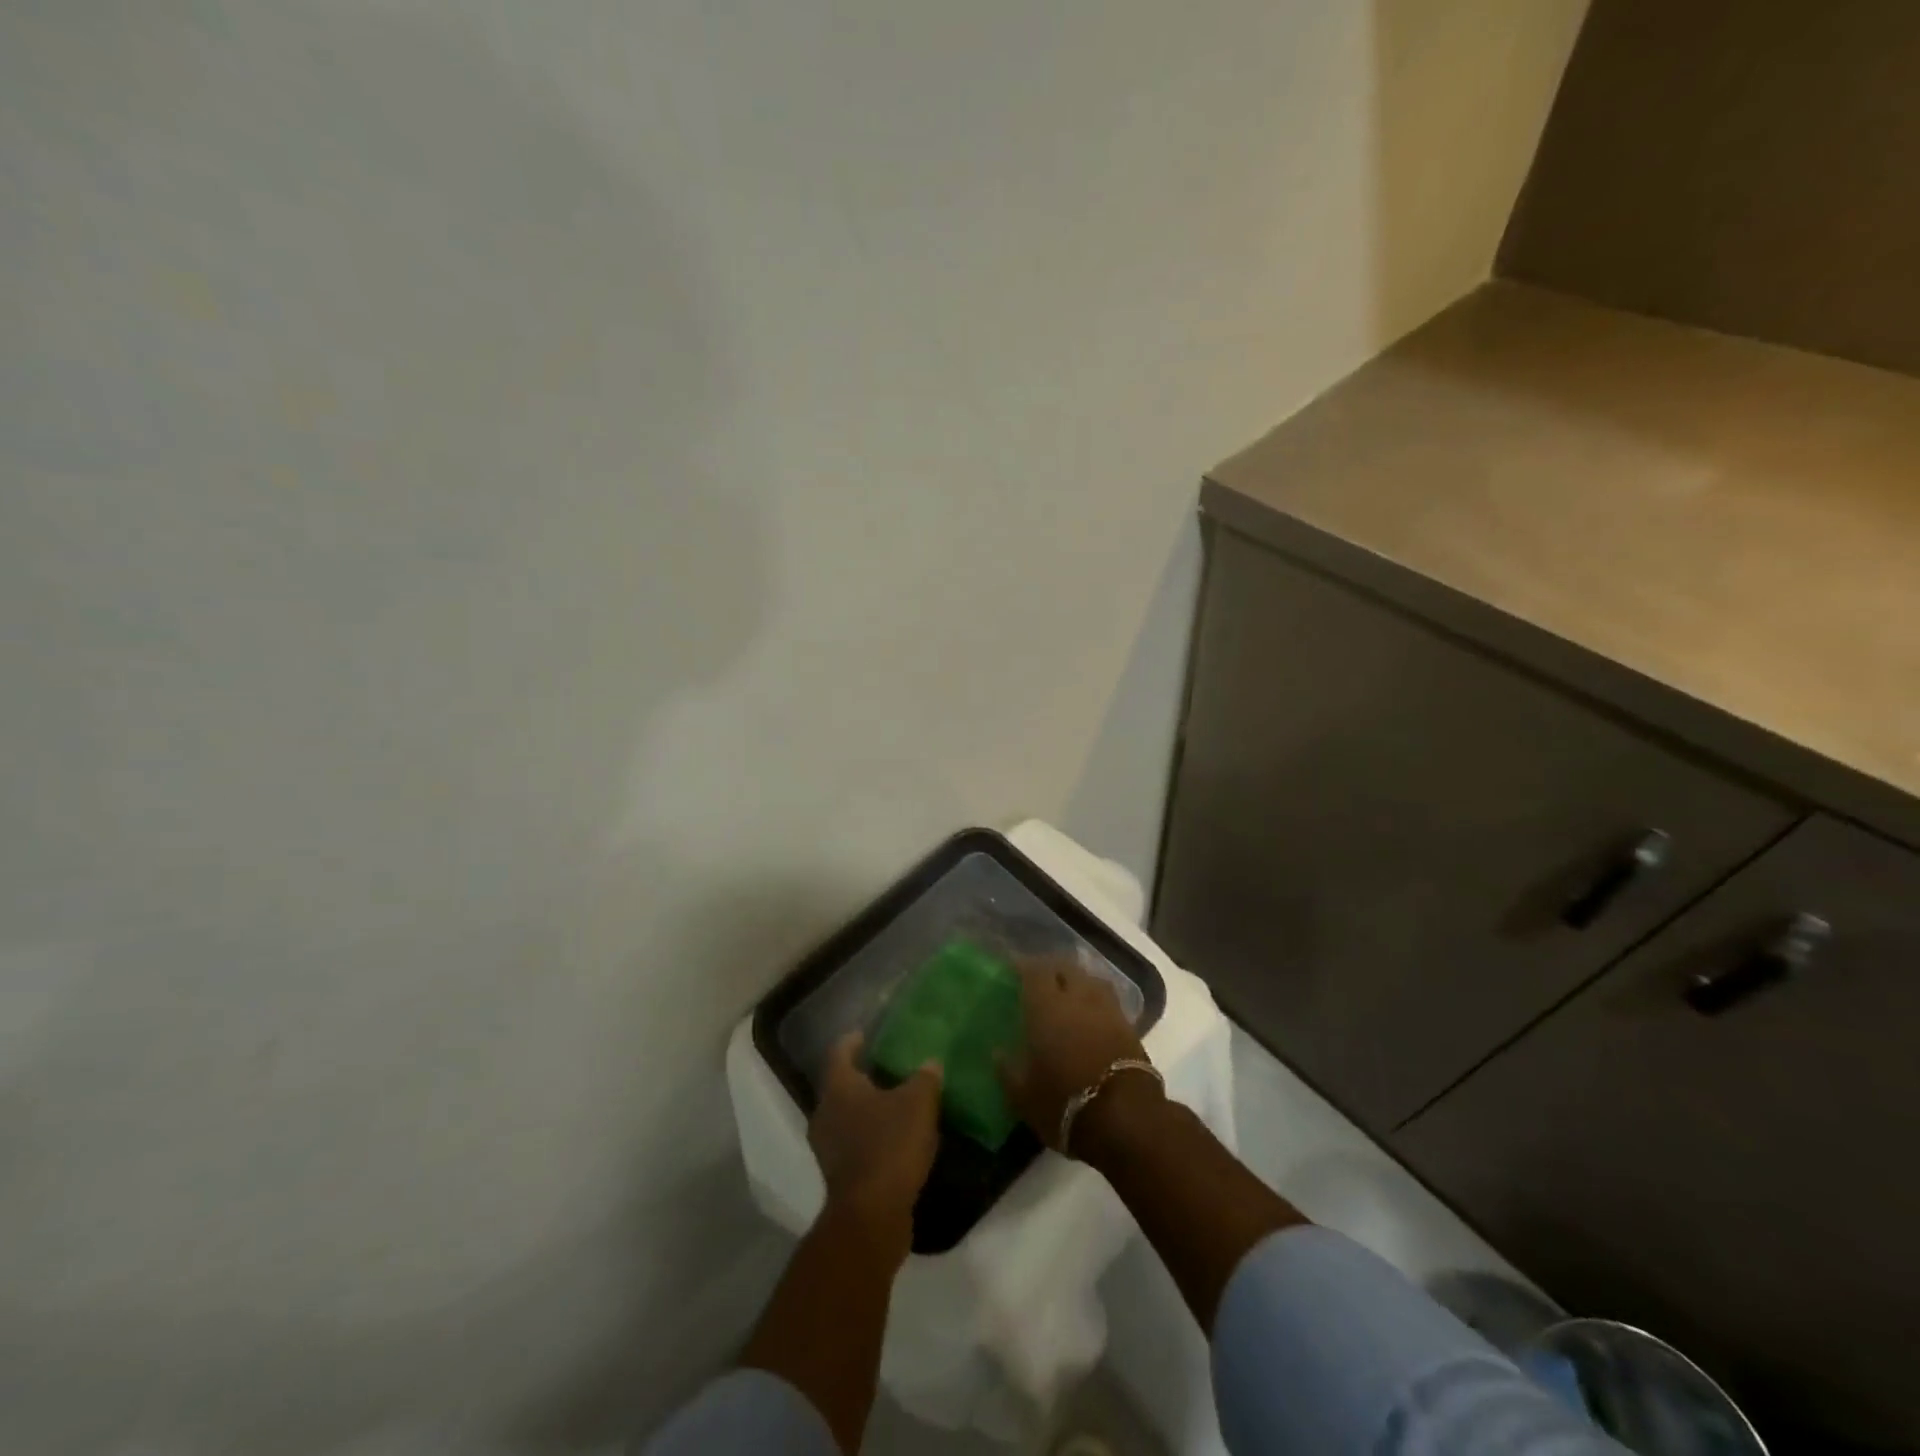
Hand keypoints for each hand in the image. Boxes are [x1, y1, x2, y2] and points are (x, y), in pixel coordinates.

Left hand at [809, 1033, 942, 1231]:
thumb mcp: (919, 1103)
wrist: (872, 1216)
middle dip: (864, 1076)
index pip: (840, 1052)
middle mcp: (826, 1113)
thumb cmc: (890, 1146)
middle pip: (842, 1085)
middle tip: (889, 1067)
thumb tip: (931, 1063)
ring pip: (848, 1116)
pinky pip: (855, 1144)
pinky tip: (896, 1139)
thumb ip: (925, 1078)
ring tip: (897, 1103)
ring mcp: (828, 1148)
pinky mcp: (840, 1176)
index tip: (866, 1034)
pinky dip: (872, 1136)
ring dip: (868, 1109)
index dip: (853, 1041)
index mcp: (839, 1088)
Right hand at [1000, 957, 1157, 1153]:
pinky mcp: (1129, 1026)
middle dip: (1052, 969)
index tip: (1013, 968)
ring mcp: (1107, 1009)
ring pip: (1090, 980)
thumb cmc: (1065, 1103)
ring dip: (1078, 980)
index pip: (1034, 971)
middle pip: (1065, 968)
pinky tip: (1090, 1014)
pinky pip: (1108, 1000)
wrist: (1126, 1119)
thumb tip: (997, 1052)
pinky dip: (1096, 1000)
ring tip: (1068, 992)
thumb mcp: (1023, 1096)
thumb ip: (1008, 1070)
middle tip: (1039, 980)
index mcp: (1046, 1006)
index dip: (1023, 965)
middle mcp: (1077, 998)